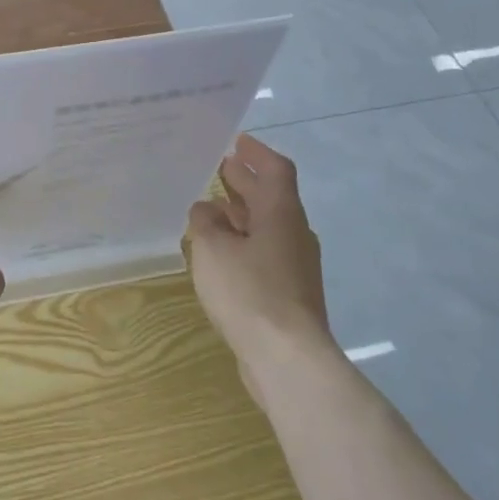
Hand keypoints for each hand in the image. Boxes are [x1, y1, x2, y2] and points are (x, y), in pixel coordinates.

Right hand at [187, 135, 332, 395]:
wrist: (287, 358)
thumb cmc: (249, 292)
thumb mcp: (213, 249)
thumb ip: (205, 223)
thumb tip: (207, 210)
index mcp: (281, 214)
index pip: (275, 170)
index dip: (256, 153)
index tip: (236, 141)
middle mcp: (293, 233)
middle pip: (271, 197)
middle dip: (245, 181)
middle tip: (220, 167)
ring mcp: (293, 265)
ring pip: (266, 226)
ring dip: (242, 212)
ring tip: (212, 206)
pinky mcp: (287, 292)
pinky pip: (263, 252)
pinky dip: (242, 241)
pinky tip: (220, 252)